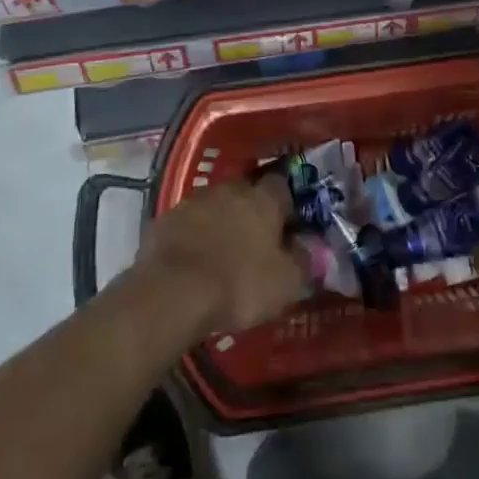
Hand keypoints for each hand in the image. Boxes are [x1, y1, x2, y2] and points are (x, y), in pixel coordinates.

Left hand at [132, 173, 303, 336]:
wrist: (172, 293)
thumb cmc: (239, 284)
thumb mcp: (286, 283)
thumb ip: (304, 262)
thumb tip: (313, 249)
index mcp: (263, 199)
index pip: (282, 185)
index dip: (286, 203)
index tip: (288, 223)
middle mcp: (230, 190)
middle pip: (246, 192)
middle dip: (251, 210)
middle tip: (255, 239)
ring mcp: (194, 201)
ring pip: (215, 205)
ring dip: (220, 221)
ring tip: (222, 252)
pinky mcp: (165, 219)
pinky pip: (187, 223)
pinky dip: (193, 236)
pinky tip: (194, 260)